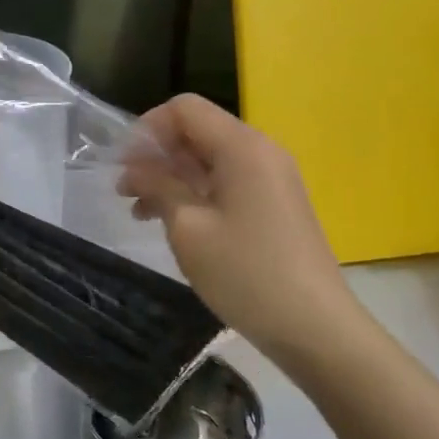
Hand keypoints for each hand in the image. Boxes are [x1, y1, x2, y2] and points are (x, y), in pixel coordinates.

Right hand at [118, 94, 352, 366]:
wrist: (316, 328)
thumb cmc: (246, 273)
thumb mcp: (189, 228)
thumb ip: (158, 186)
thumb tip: (135, 167)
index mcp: (242, 146)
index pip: (184, 109)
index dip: (147, 129)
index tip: (122, 166)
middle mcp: (260, 151)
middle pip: (197, 131)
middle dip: (156, 155)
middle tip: (125, 191)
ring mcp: (272, 178)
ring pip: (209, 159)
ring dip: (172, 177)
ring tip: (140, 211)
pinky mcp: (275, 203)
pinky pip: (227, 181)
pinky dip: (196, 192)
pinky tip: (173, 222)